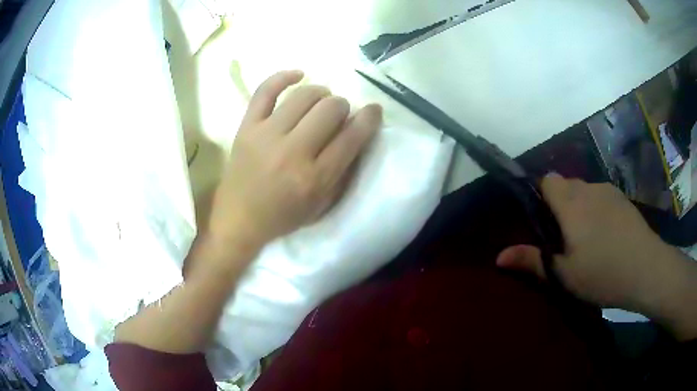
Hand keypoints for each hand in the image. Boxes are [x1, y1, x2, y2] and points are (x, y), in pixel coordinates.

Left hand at [204, 70, 382, 260]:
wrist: (239, 219)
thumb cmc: (283, 216)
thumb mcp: (322, 205)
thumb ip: (344, 170)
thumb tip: (357, 132)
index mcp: (315, 178)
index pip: (352, 136)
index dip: (369, 118)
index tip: (373, 111)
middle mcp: (293, 152)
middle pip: (331, 109)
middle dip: (342, 107)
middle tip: (338, 116)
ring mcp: (266, 135)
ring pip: (304, 95)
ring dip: (321, 94)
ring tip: (321, 101)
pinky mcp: (247, 126)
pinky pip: (265, 90)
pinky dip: (283, 76)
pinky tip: (298, 75)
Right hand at [496, 173, 696, 339]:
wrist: (647, 268)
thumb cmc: (603, 273)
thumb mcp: (564, 275)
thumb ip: (532, 261)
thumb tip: (498, 257)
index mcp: (571, 204)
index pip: (547, 180)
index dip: (540, 195)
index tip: (543, 221)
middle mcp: (589, 189)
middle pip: (566, 184)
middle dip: (560, 204)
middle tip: (564, 238)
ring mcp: (609, 192)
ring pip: (585, 191)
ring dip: (579, 207)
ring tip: (587, 240)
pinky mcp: (623, 199)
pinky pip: (601, 197)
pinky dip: (597, 209)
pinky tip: (607, 236)